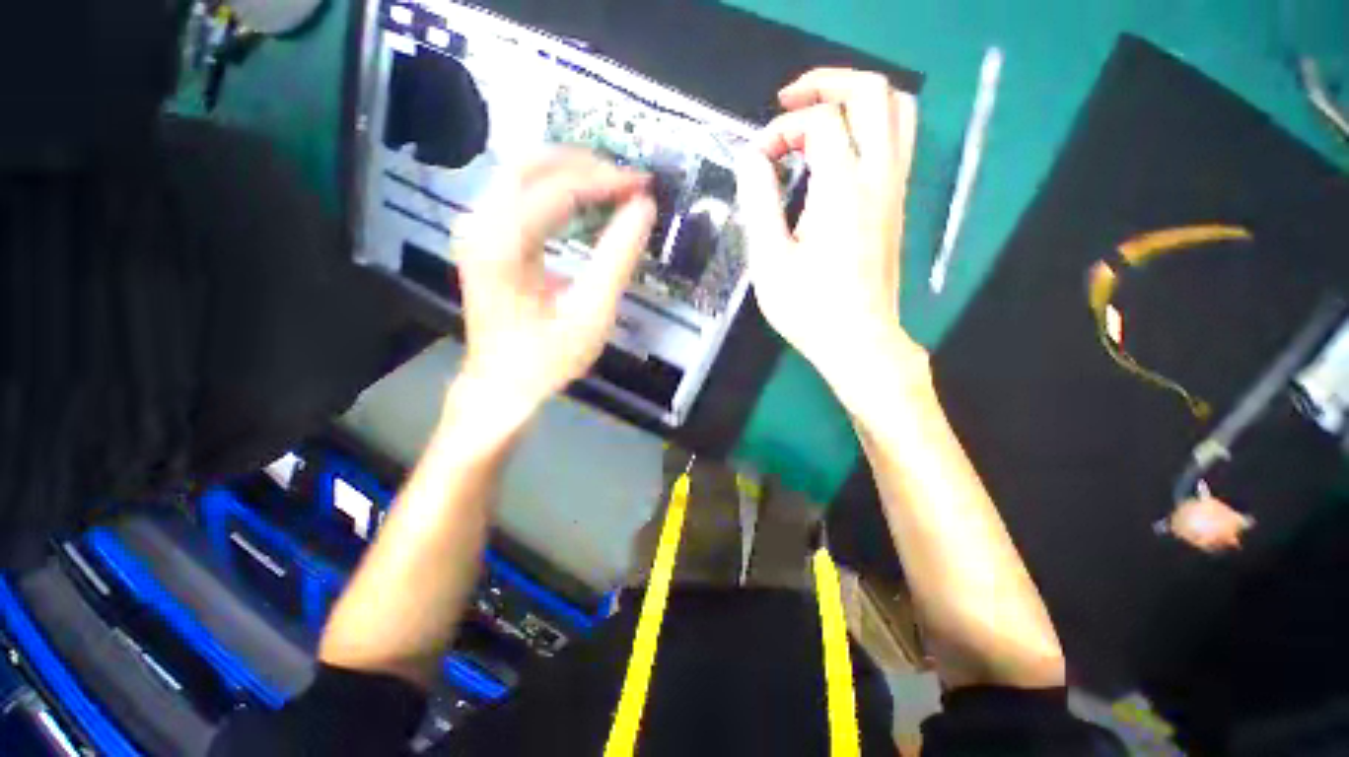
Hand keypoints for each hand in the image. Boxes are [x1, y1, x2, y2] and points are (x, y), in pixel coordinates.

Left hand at [451, 150, 655, 425]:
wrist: (502, 383)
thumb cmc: (547, 358)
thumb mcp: (592, 313)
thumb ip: (618, 258)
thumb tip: (643, 209)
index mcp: (502, 244)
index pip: (558, 189)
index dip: (605, 180)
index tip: (643, 185)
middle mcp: (479, 224)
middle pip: (531, 163)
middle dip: (585, 165)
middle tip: (627, 181)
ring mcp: (476, 228)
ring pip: (522, 172)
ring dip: (570, 173)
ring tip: (612, 187)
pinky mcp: (484, 237)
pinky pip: (519, 194)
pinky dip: (556, 190)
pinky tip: (584, 202)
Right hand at [735, 69, 926, 407]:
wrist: (859, 341)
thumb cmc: (810, 309)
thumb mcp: (769, 261)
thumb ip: (758, 203)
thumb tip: (750, 159)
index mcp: (843, 191)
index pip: (820, 121)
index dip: (781, 129)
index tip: (757, 160)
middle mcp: (879, 179)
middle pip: (873, 92)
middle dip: (827, 83)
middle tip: (788, 101)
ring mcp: (895, 190)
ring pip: (896, 110)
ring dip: (853, 99)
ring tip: (813, 116)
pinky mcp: (897, 205)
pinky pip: (895, 141)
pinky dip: (866, 126)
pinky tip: (834, 153)